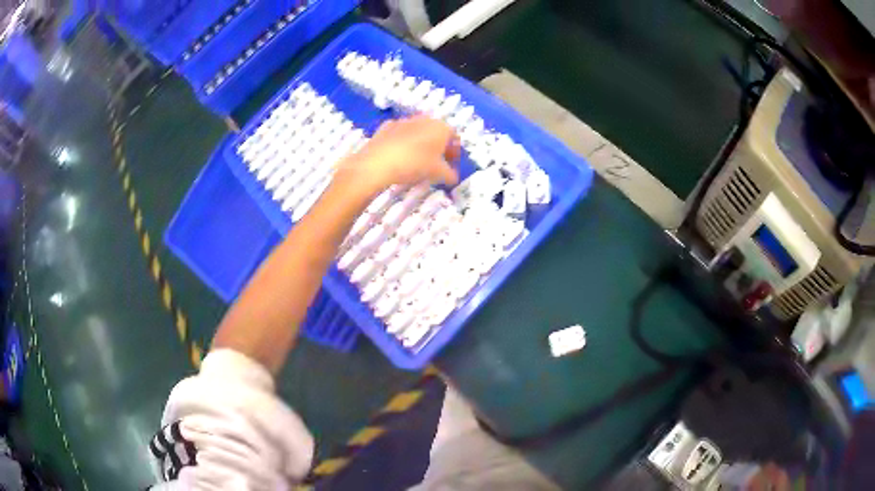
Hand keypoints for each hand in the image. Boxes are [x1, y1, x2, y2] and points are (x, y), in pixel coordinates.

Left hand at [337, 115, 459, 195]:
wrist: (378, 162)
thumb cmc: (415, 164)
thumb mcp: (438, 173)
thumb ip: (449, 174)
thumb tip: (454, 178)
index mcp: (441, 127)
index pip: (454, 137)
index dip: (454, 152)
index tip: (451, 165)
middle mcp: (424, 119)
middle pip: (436, 132)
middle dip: (438, 147)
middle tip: (435, 163)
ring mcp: (404, 121)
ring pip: (418, 131)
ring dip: (420, 144)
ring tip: (416, 161)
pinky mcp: (386, 126)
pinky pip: (400, 134)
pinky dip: (403, 143)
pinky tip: (399, 157)